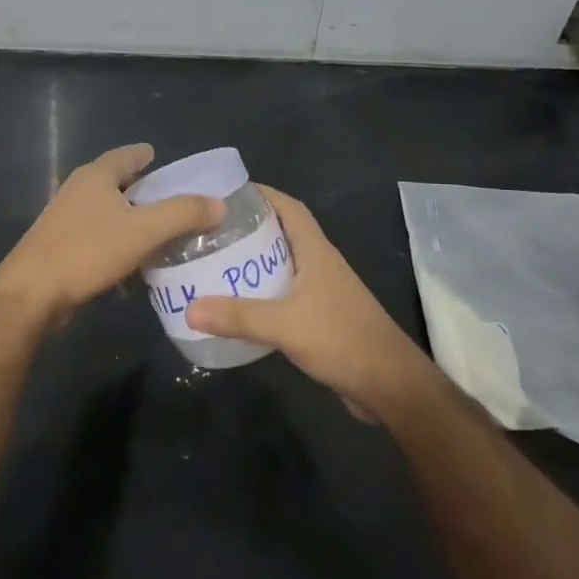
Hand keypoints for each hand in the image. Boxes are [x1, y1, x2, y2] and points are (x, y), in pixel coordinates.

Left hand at [0, 144, 223, 323]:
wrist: (31, 294)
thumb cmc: (88, 252)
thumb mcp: (144, 231)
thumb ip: (183, 214)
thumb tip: (219, 204)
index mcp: (95, 176)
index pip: (126, 155)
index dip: (145, 155)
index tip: (161, 158)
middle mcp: (77, 190)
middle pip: (115, 182)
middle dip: (142, 189)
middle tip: (171, 199)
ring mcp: (64, 219)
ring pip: (106, 212)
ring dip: (130, 219)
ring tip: (158, 232)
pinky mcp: (59, 246)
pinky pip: (97, 237)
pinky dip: (117, 243)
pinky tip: (132, 264)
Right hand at [185, 186, 437, 419]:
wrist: (389, 385)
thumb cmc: (342, 340)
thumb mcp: (284, 325)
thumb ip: (238, 316)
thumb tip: (189, 309)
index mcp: (316, 252)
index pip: (290, 208)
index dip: (263, 194)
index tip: (228, 193)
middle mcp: (320, 265)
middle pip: (283, 234)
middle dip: (250, 228)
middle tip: (211, 231)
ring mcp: (323, 292)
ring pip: (284, 266)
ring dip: (255, 262)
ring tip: (216, 263)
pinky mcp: (322, 318)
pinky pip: (285, 294)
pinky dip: (263, 293)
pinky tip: (239, 305)